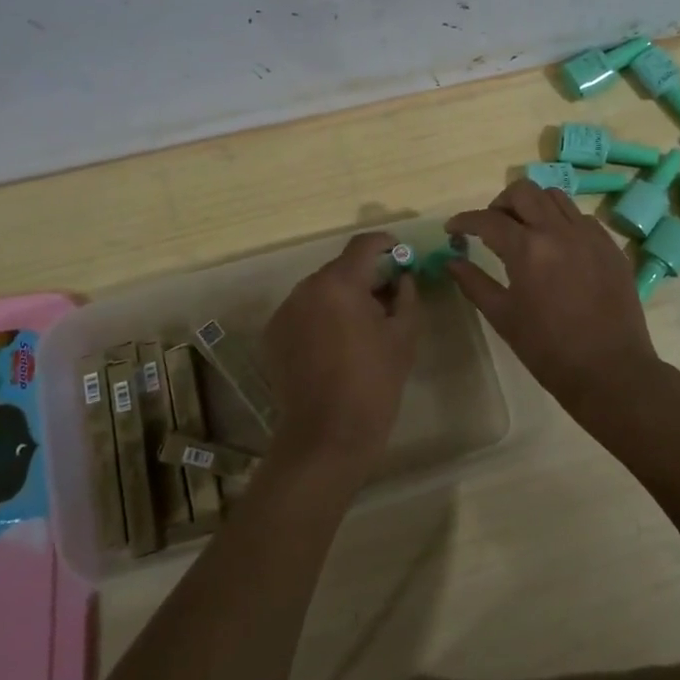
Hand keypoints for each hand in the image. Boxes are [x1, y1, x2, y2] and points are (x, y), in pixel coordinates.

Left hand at [263, 231, 419, 476]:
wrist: (327, 436)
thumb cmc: (374, 383)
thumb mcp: (404, 335)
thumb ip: (407, 295)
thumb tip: (402, 277)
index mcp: (340, 283)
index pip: (364, 244)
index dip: (386, 244)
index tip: (401, 255)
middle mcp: (306, 288)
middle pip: (341, 269)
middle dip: (365, 277)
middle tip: (387, 300)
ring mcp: (285, 311)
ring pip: (320, 291)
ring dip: (341, 299)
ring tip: (359, 329)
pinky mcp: (272, 334)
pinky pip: (303, 313)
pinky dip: (320, 318)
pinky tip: (334, 347)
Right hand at [447, 180, 664, 414]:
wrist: (610, 370)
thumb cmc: (548, 349)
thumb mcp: (503, 317)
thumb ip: (474, 282)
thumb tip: (451, 261)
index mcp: (527, 248)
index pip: (487, 219)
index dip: (464, 220)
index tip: (452, 229)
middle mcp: (559, 230)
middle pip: (523, 191)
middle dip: (499, 203)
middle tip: (491, 227)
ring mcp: (589, 235)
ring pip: (555, 197)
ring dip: (533, 206)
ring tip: (525, 231)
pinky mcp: (610, 246)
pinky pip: (581, 217)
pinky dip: (562, 221)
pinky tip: (558, 247)